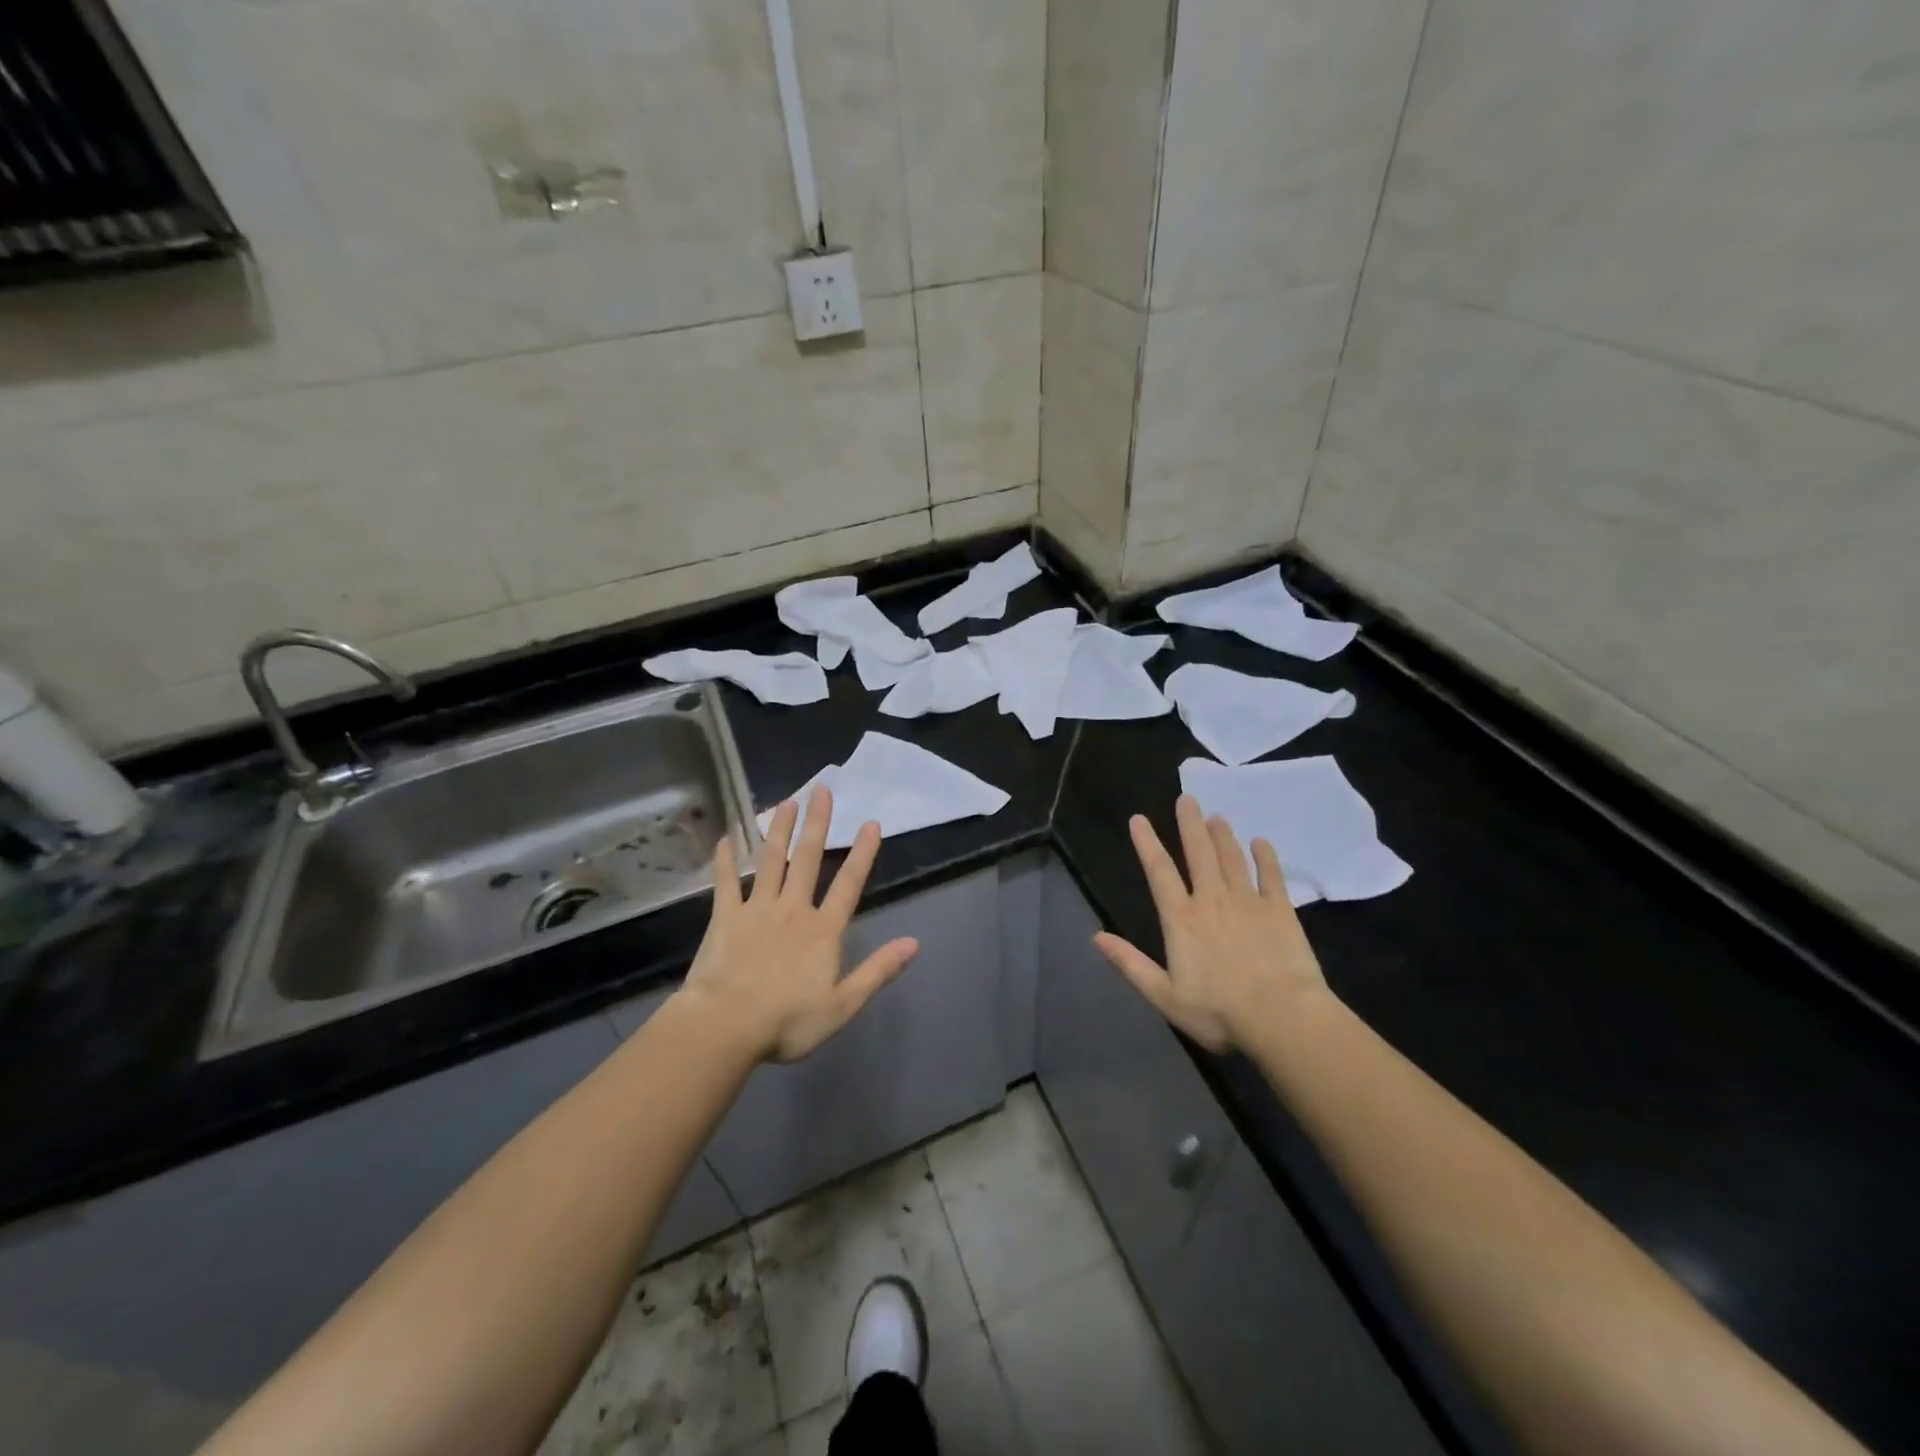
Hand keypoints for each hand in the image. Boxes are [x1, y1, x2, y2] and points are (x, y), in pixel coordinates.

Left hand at [675, 784, 918, 1062]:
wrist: (727, 1026)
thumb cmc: (788, 1021)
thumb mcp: (843, 1004)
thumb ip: (878, 970)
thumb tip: (914, 943)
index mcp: (823, 930)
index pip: (849, 884)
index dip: (862, 853)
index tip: (871, 823)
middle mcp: (793, 909)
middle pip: (807, 859)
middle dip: (817, 823)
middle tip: (822, 789)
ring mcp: (757, 909)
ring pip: (770, 861)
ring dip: (779, 830)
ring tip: (786, 802)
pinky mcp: (725, 917)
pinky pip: (726, 882)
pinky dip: (726, 860)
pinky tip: (725, 838)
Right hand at [1093, 795, 1330, 1052]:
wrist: (1281, 1017)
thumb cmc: (1218, 1011)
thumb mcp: (1164, 995)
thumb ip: (1130, 964)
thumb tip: (1096, 937)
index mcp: (1181, 919)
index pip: (1159, 872)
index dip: (1147, 844)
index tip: (1138, 819)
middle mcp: (1212, 900)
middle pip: (1198, 853)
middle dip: (1190, 824)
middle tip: (1187, 798)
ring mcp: (1249, 902)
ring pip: (1232, 858)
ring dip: (1223, 835)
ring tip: (1217, 816)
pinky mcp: (1280, 910)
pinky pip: (1272, 876)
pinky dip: (1266, 857)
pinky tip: (1261, 842)